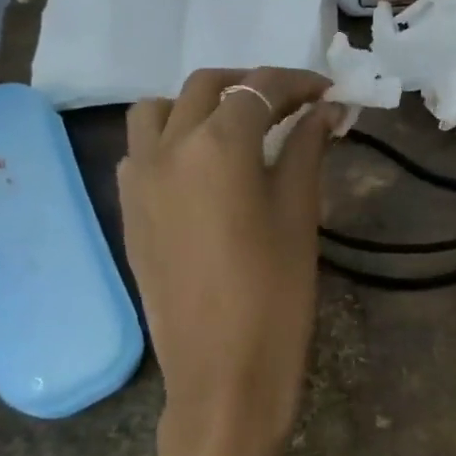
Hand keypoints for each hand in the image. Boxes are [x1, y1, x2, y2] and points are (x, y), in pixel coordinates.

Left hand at [118, 68, 338, 455]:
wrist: (222, 372)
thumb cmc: (276, 293)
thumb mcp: (299, 213)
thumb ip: (307, 149)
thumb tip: (325, 111)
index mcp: (218, 145)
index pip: (259, 89)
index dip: (297, 83)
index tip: (326, 91)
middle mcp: (168, 148)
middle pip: (207, 87)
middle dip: (251, 85)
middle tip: (290, 104)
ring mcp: (139, 178)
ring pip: (160, 110)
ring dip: (200, 104)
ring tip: (237, 126)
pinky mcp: (128, 209)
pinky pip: (141, 149)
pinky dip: (171, 137)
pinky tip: (202, 166)